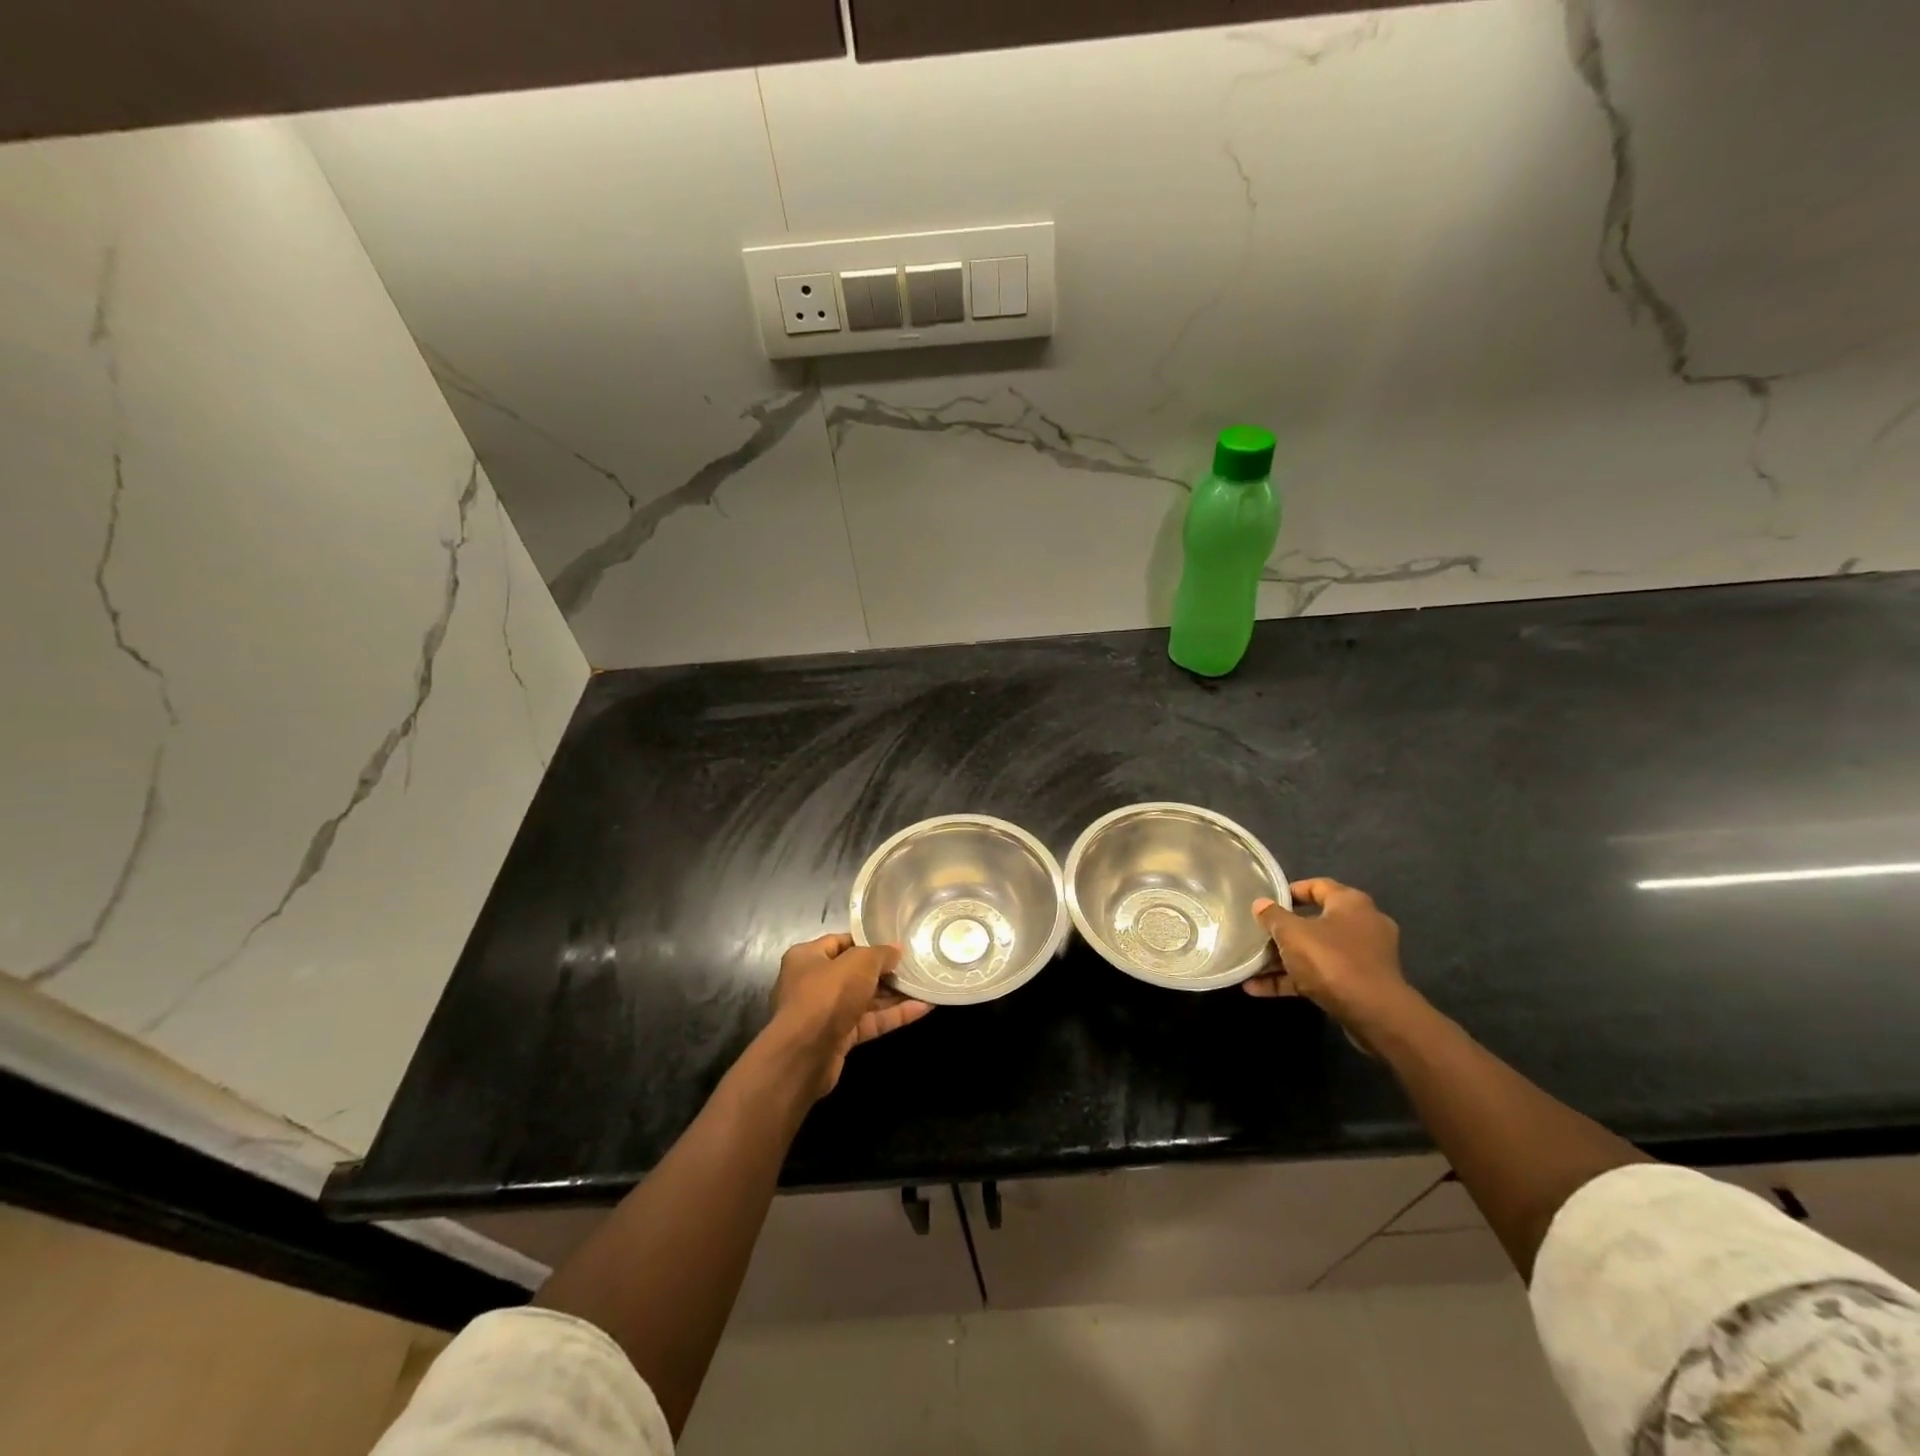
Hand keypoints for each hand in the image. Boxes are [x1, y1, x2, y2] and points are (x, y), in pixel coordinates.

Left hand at [768, 933, 931, 1098]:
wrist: (804, 1055)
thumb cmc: (826, 995)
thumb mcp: (858, 963)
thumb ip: (880, 954)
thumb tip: (897, 950)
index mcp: (808, 957)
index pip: (841, 942)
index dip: (868, 942)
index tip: (895, 943)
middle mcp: (813, 982)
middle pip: (855, 972)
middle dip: (885, 971)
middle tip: (915, 965)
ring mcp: (826, 1013)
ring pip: (865, 999)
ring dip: (894, 994)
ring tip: (924, 985)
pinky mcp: (839, 1038)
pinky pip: (870, 1021)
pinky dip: (894, 1015)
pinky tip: (923, 1008)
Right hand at [1243, 878, 1417, 1031]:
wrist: (1374, 1014)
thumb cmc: (1331, 960)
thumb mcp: (1291, 933)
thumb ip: (1272, 916)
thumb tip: (1260, 904)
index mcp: (1350, 903)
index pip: (1317, 886)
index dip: (1290, 891)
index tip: (1266, 901)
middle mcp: (1362, 924)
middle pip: (1314, 922)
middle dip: (1283, 932)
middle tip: (1257, 935)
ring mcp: (1364, 957)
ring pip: (1316, 952)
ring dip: (1284, 960)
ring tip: (1251, 967)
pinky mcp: (1361, 985)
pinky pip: (1321, 976)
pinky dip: (1294, 980)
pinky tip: (1259, 989)